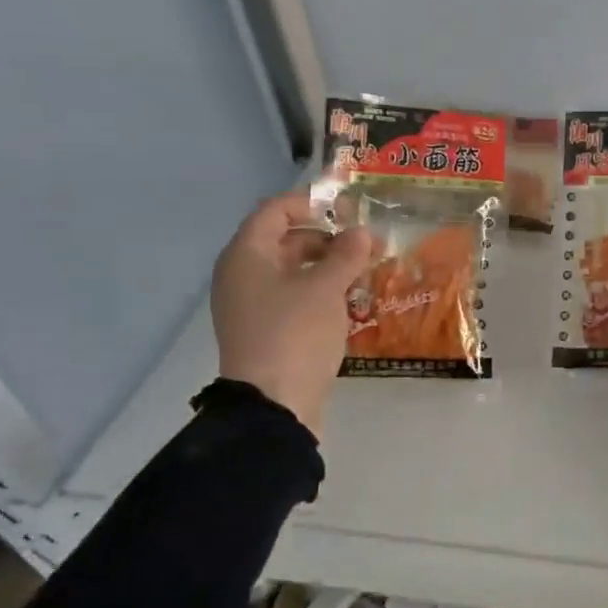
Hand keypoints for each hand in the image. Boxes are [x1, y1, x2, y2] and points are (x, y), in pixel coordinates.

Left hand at [210, 189, 373, 437]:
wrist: (274, 404)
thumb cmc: (296, 332)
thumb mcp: (327, 287)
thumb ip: (346, 254)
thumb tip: (361, 232)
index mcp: (247, 255)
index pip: (274, 211)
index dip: (310, 204)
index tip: (348, 210)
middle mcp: (242, 275)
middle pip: (284, 240)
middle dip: (326, 238)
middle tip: (365, 245)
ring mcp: (251, 305)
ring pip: (292, 271)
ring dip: (327, 267)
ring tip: (364, 272)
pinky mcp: (265, 330)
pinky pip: (292, 297)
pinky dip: (319, 292)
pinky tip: (349, 301)